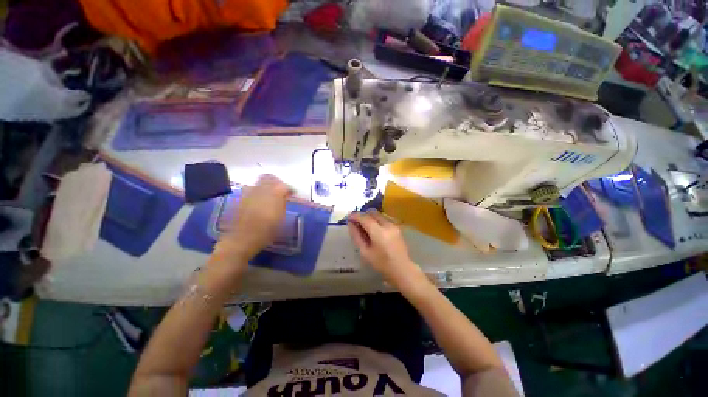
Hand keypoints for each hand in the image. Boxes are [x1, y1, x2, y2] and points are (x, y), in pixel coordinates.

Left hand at [211, 175, 291, 269]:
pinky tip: (259, 200)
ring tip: (270, 194)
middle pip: (270, 178)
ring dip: (266, 185)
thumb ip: (282, 203)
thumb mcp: (281, 218)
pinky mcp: (242, 197)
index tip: (292, 194)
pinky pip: (252, 188)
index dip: (290, 189)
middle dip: (277, 182)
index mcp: (275, 194)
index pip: (285, 186)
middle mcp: (262, 189)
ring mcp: (250, 192)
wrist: (243, 238)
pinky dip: (258, 191)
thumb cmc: (266, 230)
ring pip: (259, 181)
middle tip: (281, 190)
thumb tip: (284, 196)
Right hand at [347, 210, 428, 291]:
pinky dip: (376, 220)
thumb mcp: (365, 252)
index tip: (348, 217)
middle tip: (356, 222)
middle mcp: (387, 225)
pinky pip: (384, 218)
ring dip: (370, 217)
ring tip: (364, 227)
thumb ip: (356, 236)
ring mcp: (394, 225)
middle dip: (363, 215)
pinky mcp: (397, 226)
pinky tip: (374, 230)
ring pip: (378, 215)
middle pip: (372, 213)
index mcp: (379, 232)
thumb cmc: (381, 263)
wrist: (402, 268)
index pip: (365, 218)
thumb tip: (350, 224)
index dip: (355, 216)